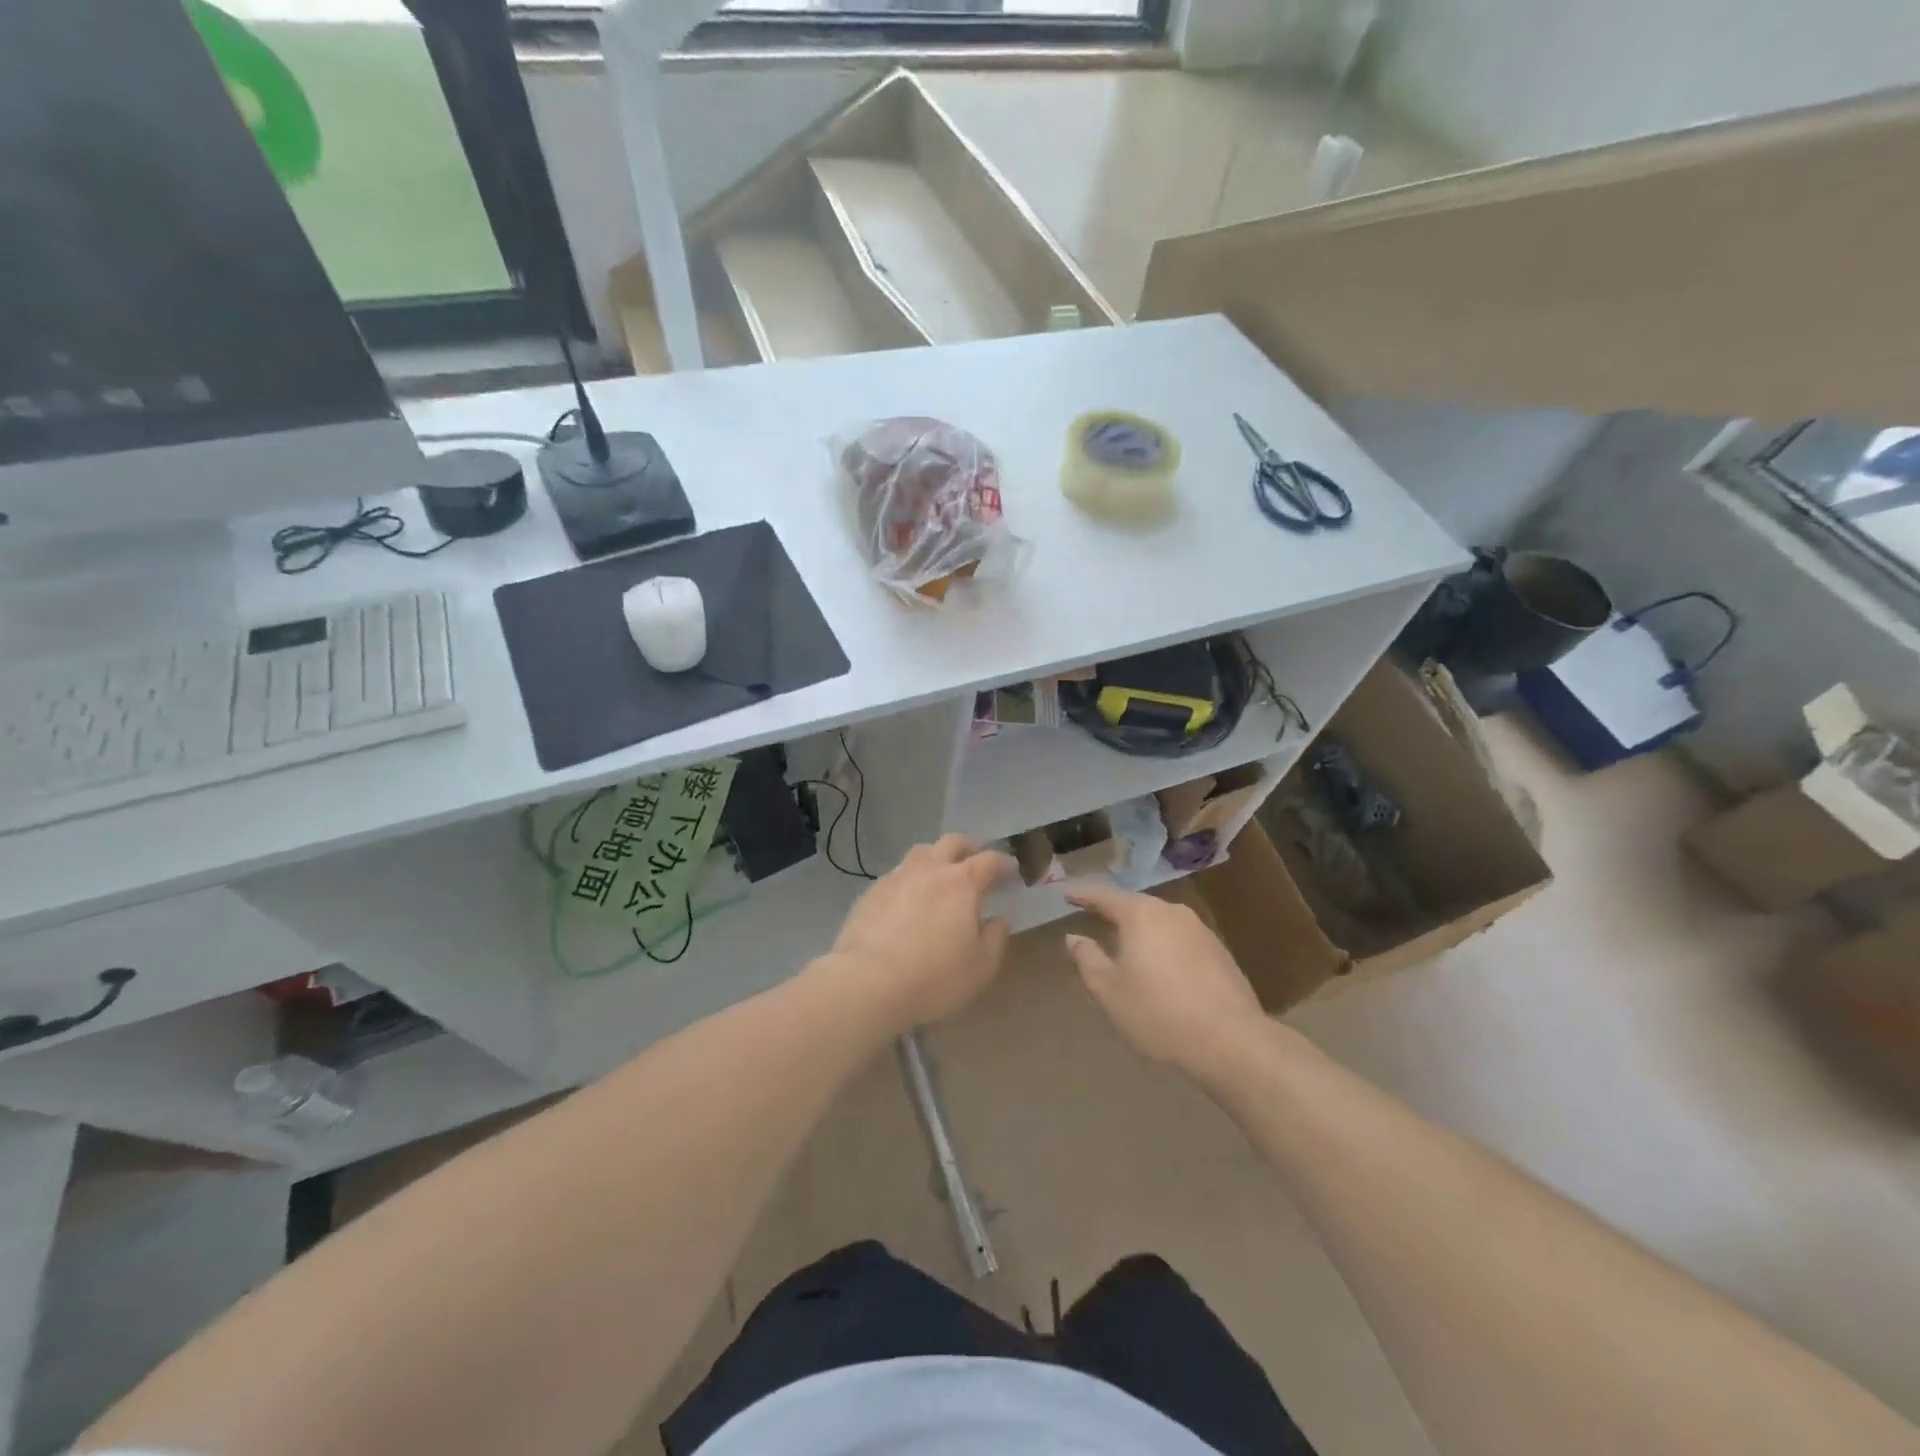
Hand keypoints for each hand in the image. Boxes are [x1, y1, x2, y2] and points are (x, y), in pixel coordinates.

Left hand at [819, 835, 1014, 1036]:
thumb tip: (998, 920)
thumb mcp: (980, 967)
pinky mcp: (871, 892)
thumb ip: (995, 939)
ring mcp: (897, 876)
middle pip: (953, 842)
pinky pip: (897, 875)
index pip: (990, 860)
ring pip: (921, 852)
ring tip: (941, 878)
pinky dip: (910, 880)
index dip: (1005, 864)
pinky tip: (908, 901)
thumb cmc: (933, 977)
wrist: (866, 983)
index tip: (1012, 873)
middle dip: (970, 848)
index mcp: (962, 882)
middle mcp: (930, 869)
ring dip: (937, 859)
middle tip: (977, 863)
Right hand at [1063, 884, 1265, 1074]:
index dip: (1083, 895)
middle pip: (1134, 905)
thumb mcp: (1109, 991)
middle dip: (1112, 912)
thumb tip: (1073, 937)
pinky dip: (1162, 946)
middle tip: (1091, 916)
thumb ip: (1087, 959)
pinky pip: (1179, 939)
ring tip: (1122, 944)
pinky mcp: (1219, 952)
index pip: (1104, 896)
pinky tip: (1158, 967)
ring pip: (1159, 922)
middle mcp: (1172, 912)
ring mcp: (1200, 930)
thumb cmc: (1159, 1013)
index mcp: (1141, 915)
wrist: (1233, 1042)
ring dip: (1139, 931)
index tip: (1066, 894)